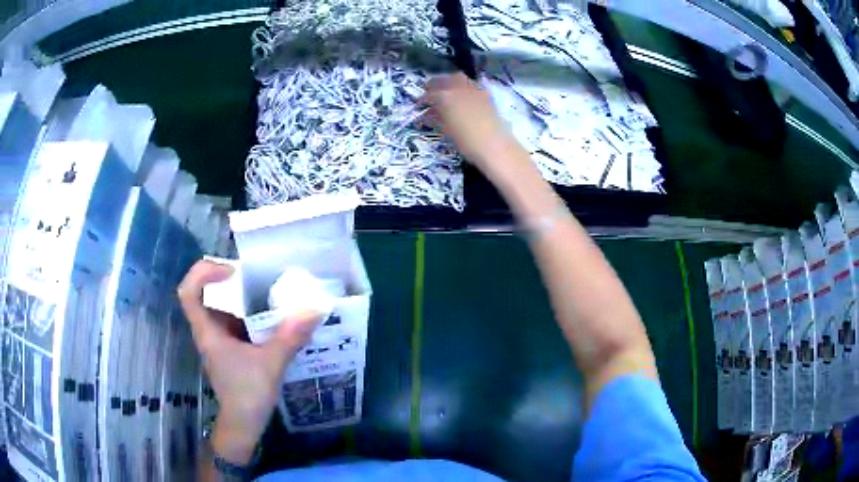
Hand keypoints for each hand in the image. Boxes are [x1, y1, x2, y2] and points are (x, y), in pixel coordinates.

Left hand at [178, 260, 321, 462]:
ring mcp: (219, 342)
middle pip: (207, 296)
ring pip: (224, 312)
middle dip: (228, 283)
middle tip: (256, 277)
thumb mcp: (271, 363)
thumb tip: (314, 309)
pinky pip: (236, 326)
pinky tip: (273, 323)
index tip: (230, 270)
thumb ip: (290, 336)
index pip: (189, 292)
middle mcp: (209, 332)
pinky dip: (251, 320)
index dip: (203, 273)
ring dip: (243, 303)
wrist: (244, 424)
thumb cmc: (247, 394)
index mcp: (208, 331)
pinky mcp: (230, 351)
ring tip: (270, 297)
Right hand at [422, 73, 515, 173]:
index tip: (419, 105)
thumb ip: (435, 119)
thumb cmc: (466, 142)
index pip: (429, 95)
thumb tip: (427, 115)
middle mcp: (459, 88)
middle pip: (443, 80)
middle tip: (430, 94)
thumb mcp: (446, 131)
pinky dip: (463, 87)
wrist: (495, 146)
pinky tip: (463, 97)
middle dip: (435, 85)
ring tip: (447, 93)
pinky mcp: (486, 94)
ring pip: (458, 78)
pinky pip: (471, 85)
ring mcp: (474, 89)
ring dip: (450, 83)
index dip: (422, 100)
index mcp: (445, 97)